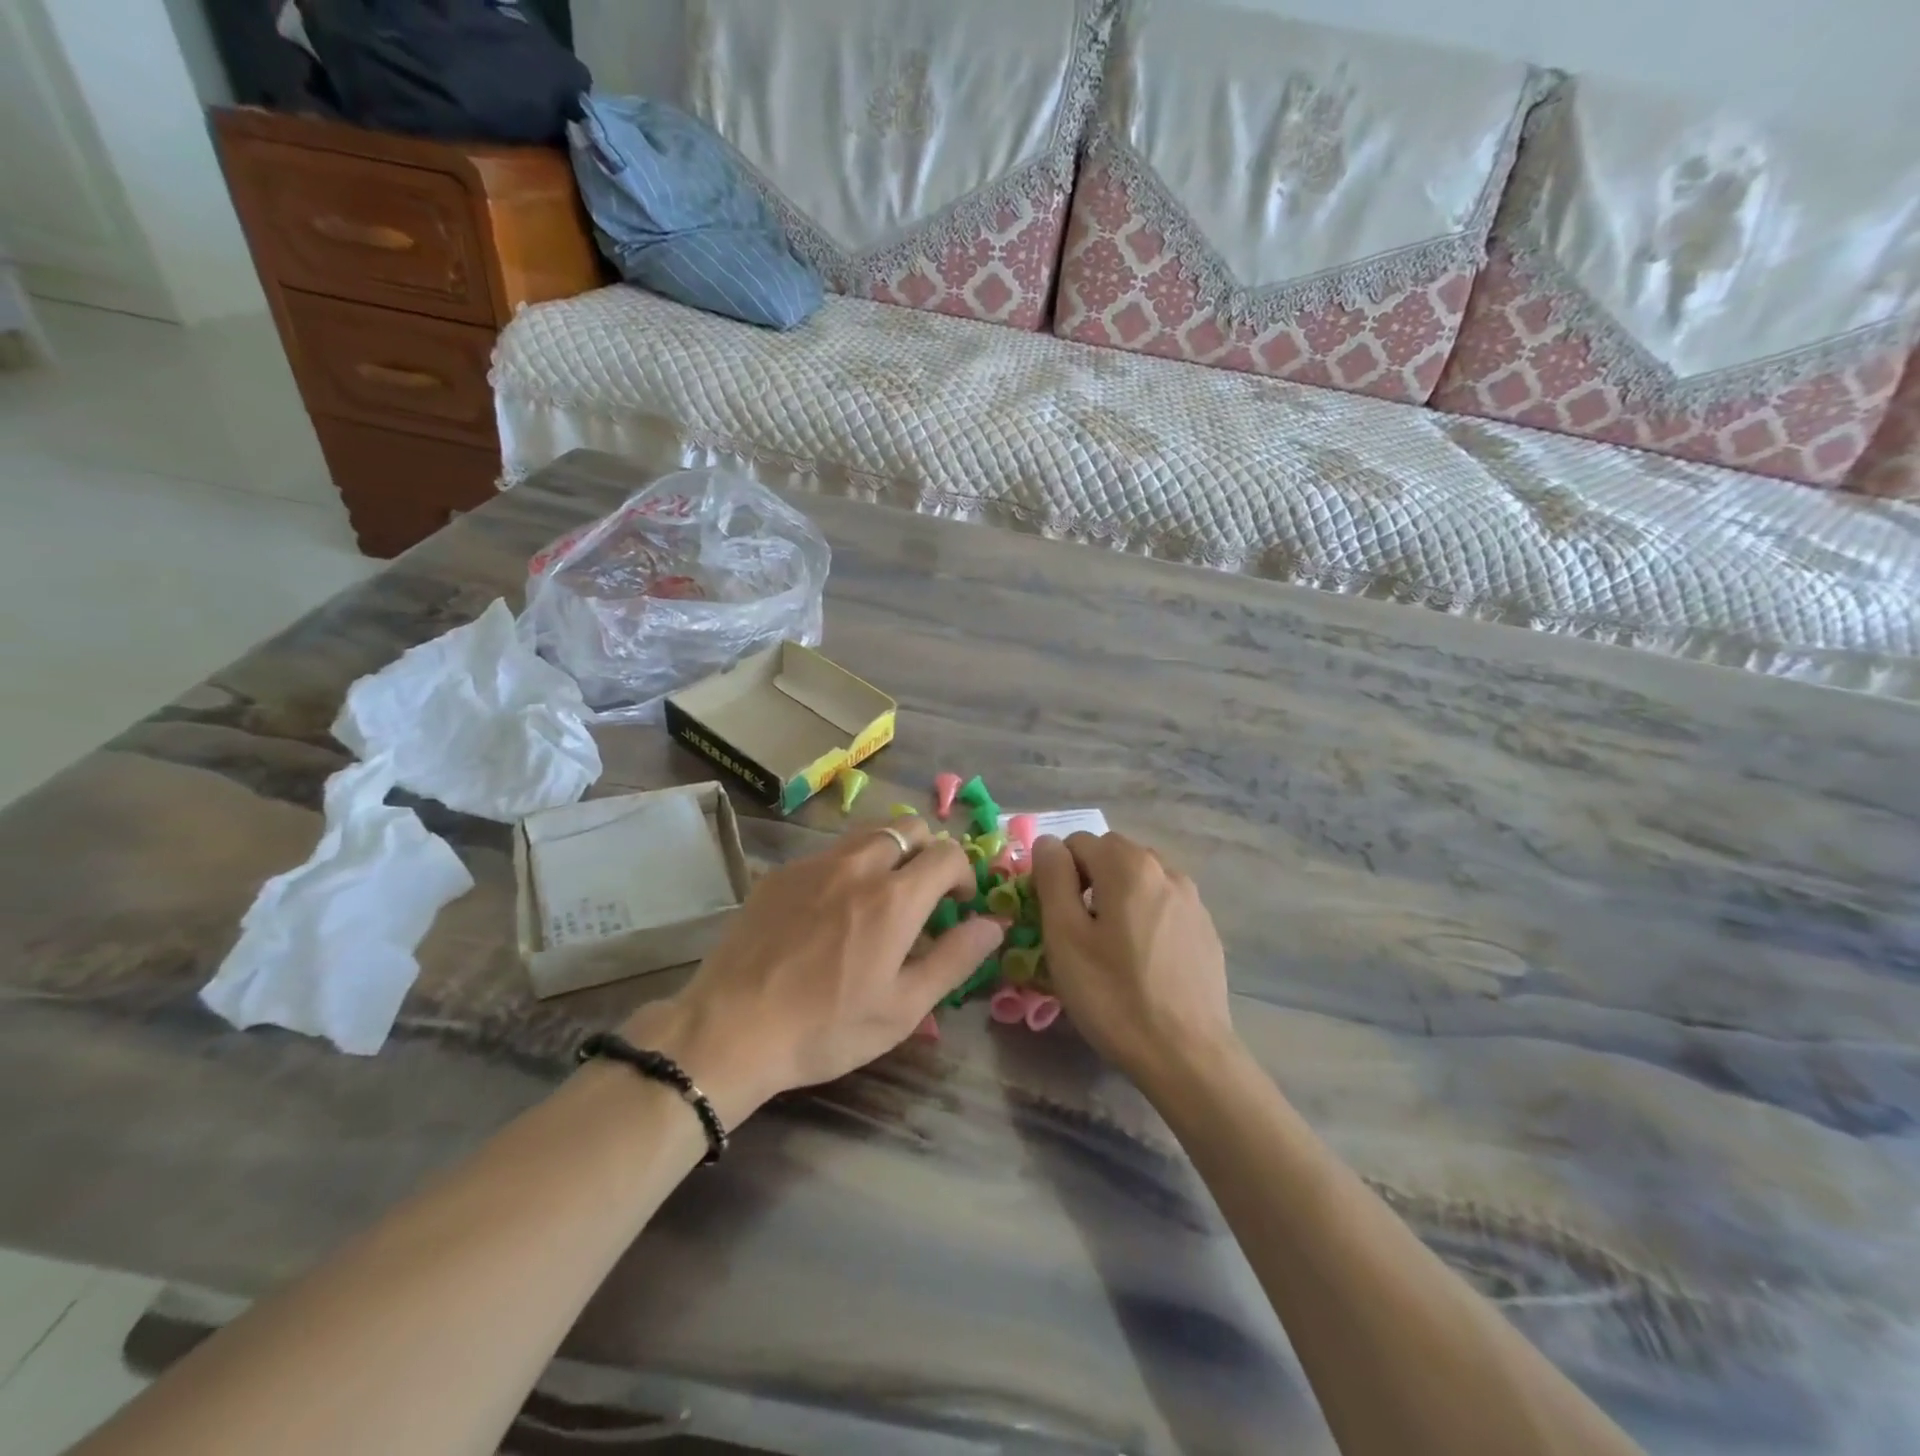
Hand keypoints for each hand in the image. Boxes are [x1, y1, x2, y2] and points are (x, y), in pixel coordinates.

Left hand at [623, 816, 1002, 1126]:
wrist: (729, 1030)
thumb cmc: (825, 1027)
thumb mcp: (903, 1008)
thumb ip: (954, 959)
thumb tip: (992, 925)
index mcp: (895, 898)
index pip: (948, 853)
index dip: (963, 873)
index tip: (957, 904)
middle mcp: (858, 866)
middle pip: (909, 828)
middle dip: (928, 852)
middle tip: (922, 895)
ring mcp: (814, 864)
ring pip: (868, 834)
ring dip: (889, 854)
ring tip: (879, 898)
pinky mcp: (780, 873)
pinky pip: (828, 852)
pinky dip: (847, 867)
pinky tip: (830, 910)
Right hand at [1030, 832, 1234, 1088]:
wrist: (1186, 1055)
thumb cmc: (1114, 995)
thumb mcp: (1065, 937)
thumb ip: (1052, 878)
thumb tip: (1048, 842)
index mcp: (1129, 865)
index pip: (1077, 842)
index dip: (1057, 874)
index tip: (1054, 917)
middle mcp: (1166, 870)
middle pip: (1111, 855)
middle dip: (1087, 881)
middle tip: (1077, 933)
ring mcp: (1192, 900)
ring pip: (1139, 880)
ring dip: (1117, 897)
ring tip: (1110, 948)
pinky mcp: (1206, 929)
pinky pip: (1163, 905)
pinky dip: (1145, 917)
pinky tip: (1142, 962)